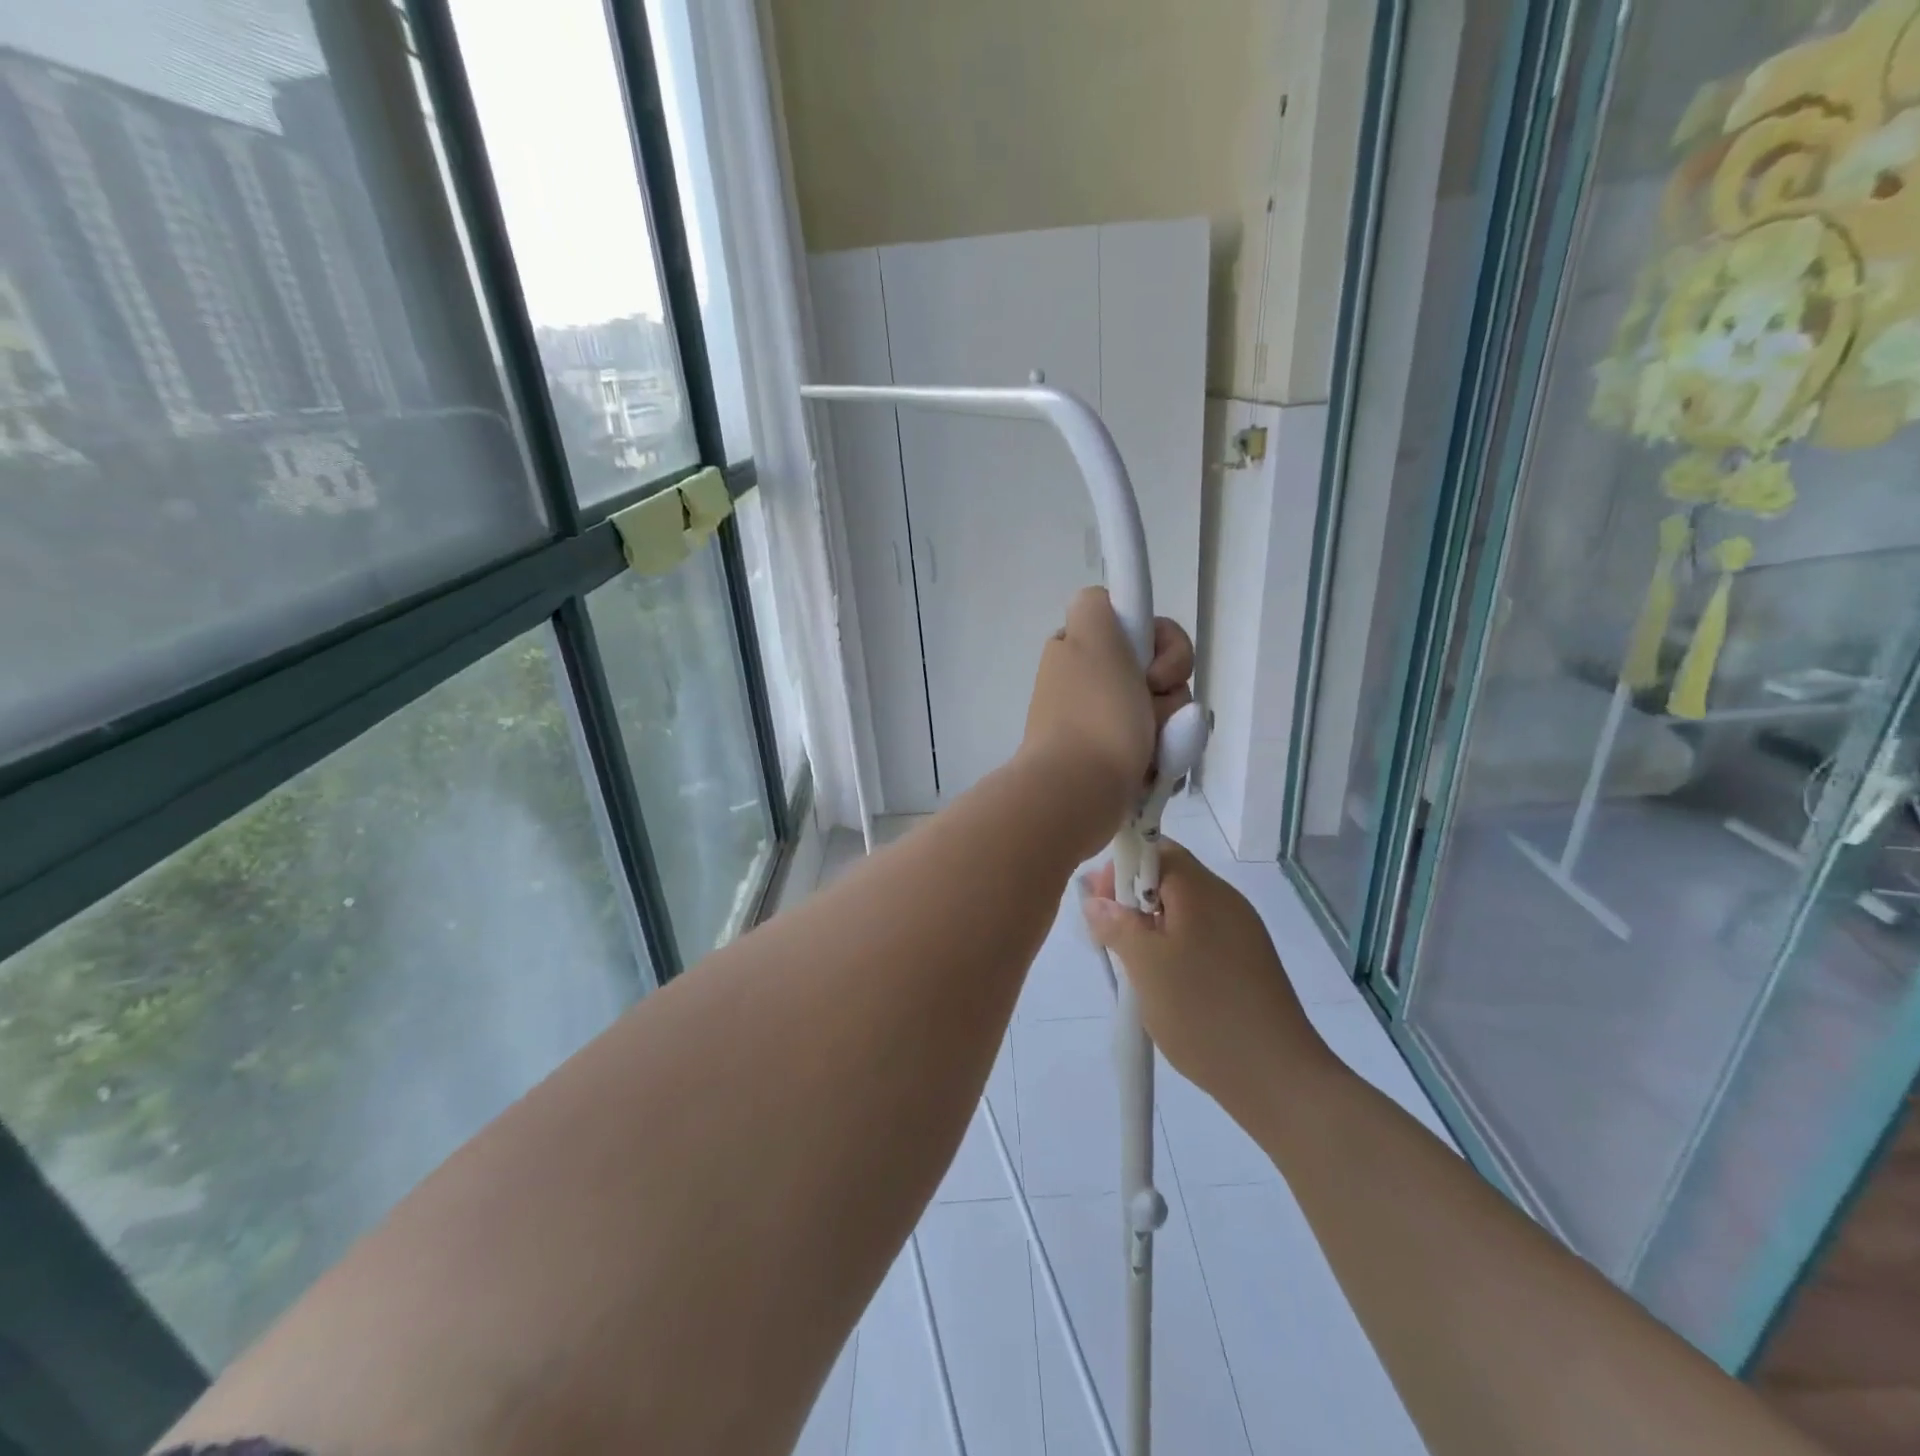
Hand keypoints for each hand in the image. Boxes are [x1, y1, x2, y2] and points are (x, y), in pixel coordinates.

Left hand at [1020, 587, 1193, 847]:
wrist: (1078, 792)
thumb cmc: (1095, 715)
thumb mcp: (1094, 639)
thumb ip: (1097, 605)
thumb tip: (1099, 604)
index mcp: (1079, 651)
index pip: (1140, 629)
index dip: (1160, 645)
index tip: (1152, 669)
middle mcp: (1087, 684)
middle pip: (1159, 671)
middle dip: (1170, 691)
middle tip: (1151, 709)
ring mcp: (1100, 725)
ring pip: (1165, 711)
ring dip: (1170, 727)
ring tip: (1152, 749)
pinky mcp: (1113, 760)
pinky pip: (1158, 747)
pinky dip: (1163, 756)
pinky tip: (1155, 769)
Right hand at [1081, 842, 1334, 1121]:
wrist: (1278, 1078)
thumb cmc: (1203, 1013)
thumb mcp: (1146, 966)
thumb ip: (1117, 925)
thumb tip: (1095, 899)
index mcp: (1203, 890)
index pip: (1157, 848)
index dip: (1121, 867)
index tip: (1100, 903)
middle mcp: (1226, 901)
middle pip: (1170, 877)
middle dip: (1132, 899)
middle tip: (1109, 937)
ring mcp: (1241, 931)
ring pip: (1184, 909)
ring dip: (1151, 925)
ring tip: (1132, 963)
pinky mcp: (1248, 961)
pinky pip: (1201, 935)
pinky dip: (1174, 946)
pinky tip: (1164, 981)